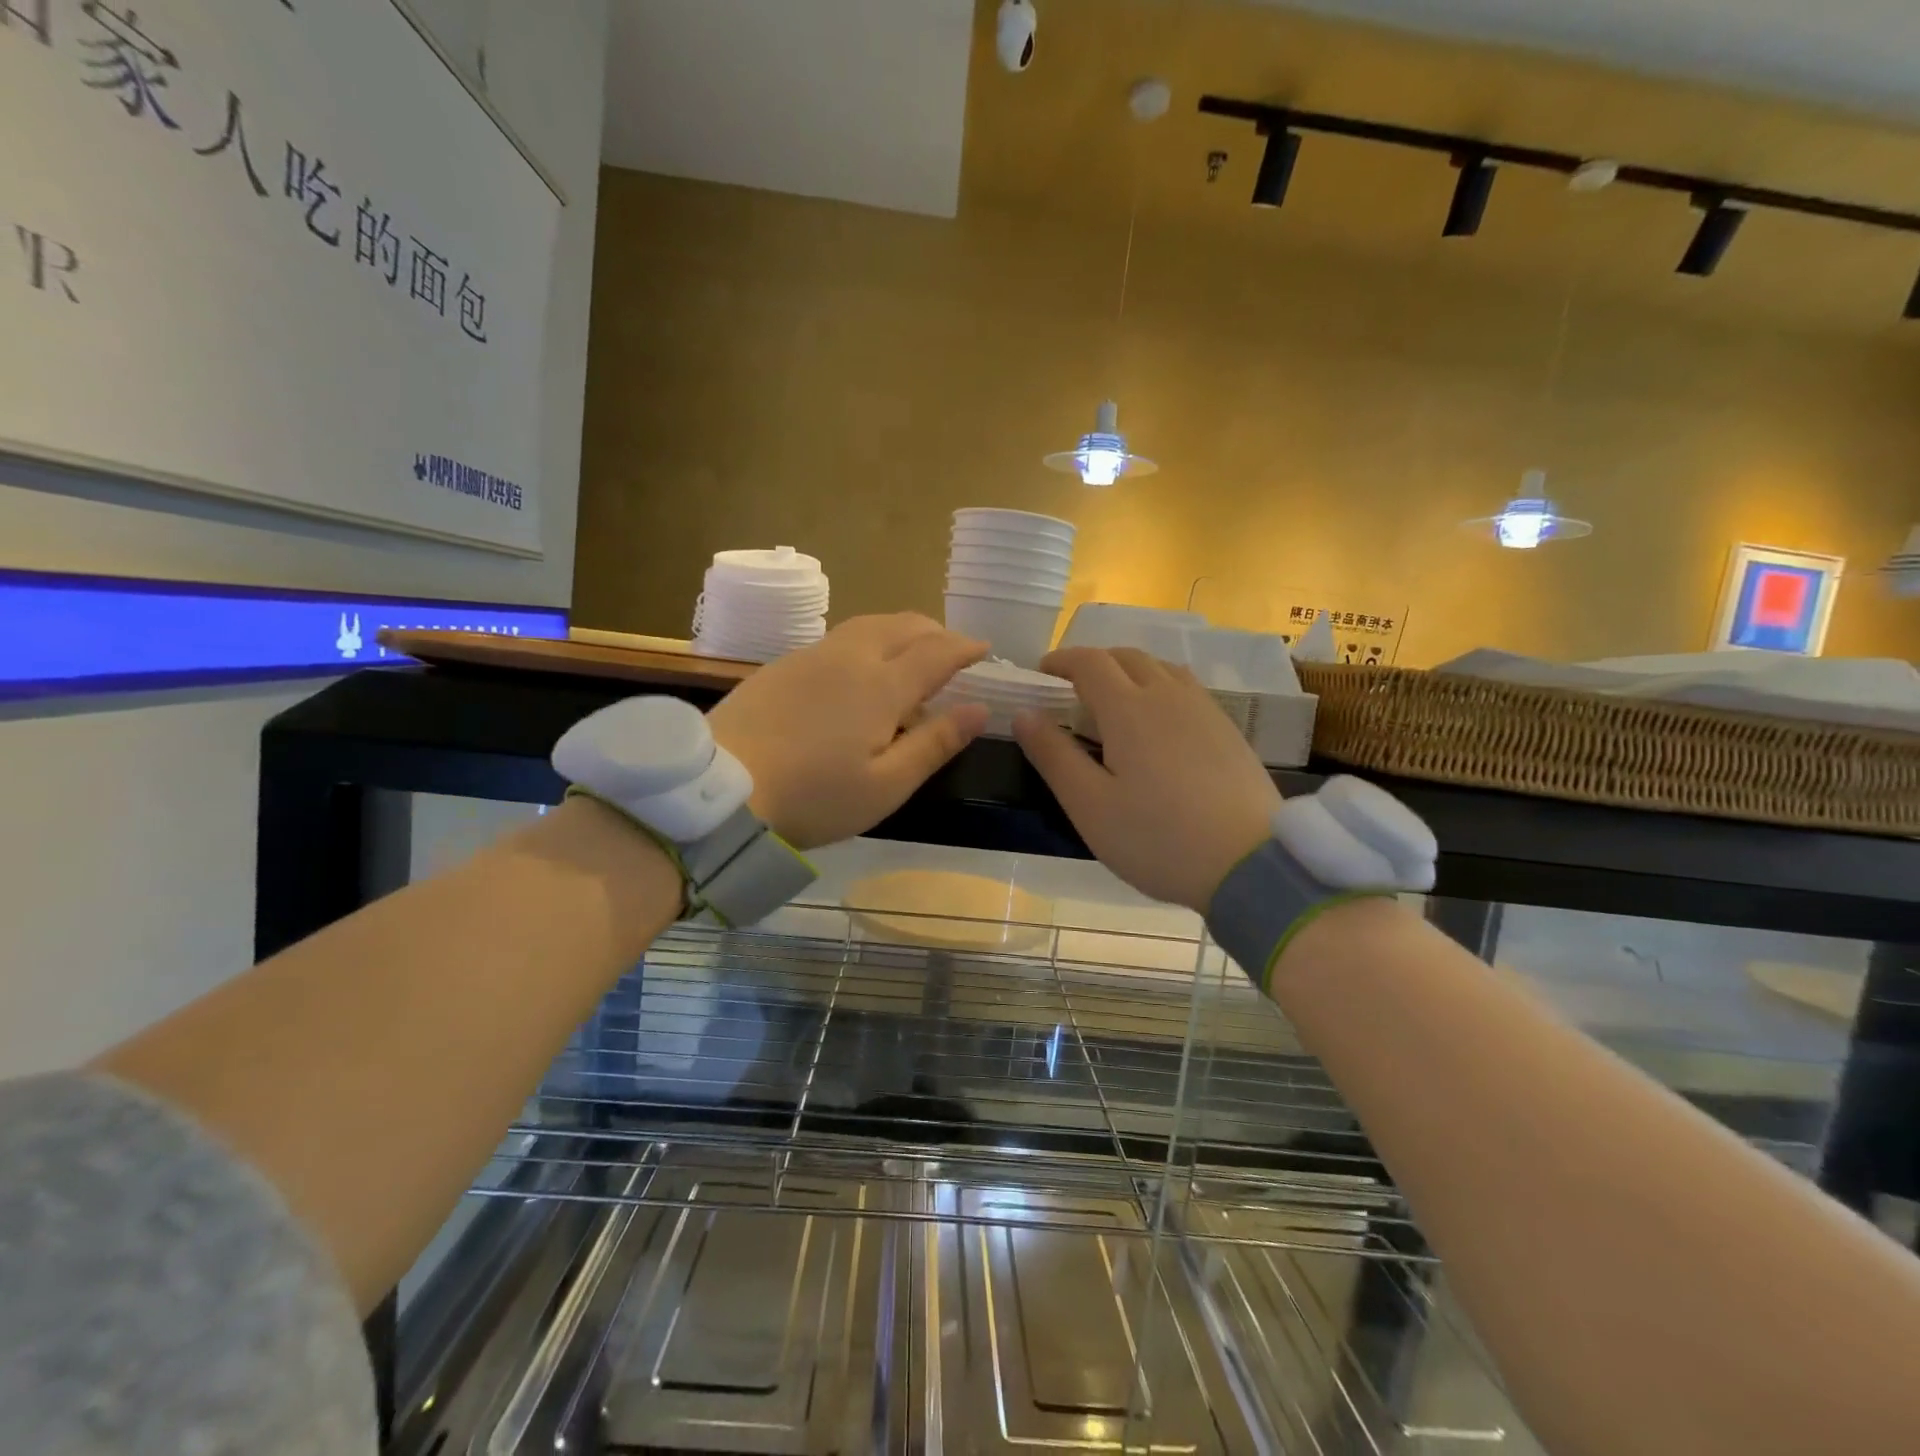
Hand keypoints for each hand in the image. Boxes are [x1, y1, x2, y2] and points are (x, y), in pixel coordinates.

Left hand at [708, 613, 990, 848]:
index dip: (966, 647)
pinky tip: (859, 670)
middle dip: (936, 632)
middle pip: (903, 625)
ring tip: (911, 653)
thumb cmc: (814, 796)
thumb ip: (935, 743)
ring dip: (900, 630)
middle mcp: (850, 657)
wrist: (720, 789)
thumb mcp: (886, 785)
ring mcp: (811, 656)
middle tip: (953, 651)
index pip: (937, 651)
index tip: (985, 650)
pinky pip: (838, 638)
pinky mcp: (781, 665)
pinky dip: (867, 641)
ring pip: (868, 624)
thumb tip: (979, 709)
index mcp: (882, 685)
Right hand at [1013, 647, 1281, 911]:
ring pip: (1160, 668)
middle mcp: (1167, 695)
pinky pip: (1185, 688)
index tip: (1041, 672)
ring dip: (1128, 670)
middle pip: (1126, 656)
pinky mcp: (1228, 728)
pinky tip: (1158, 722)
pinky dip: (1159, 686)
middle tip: (1072, 687)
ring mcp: (1204, 709)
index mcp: (1128, 709)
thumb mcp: (1089, 805)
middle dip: (1093, 662)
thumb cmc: (1158, 839)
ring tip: (1114, 700)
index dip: (1061, 660)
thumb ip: (1053, 755)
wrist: (1250, 864)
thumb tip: (1024, 714)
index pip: (1089, 662)